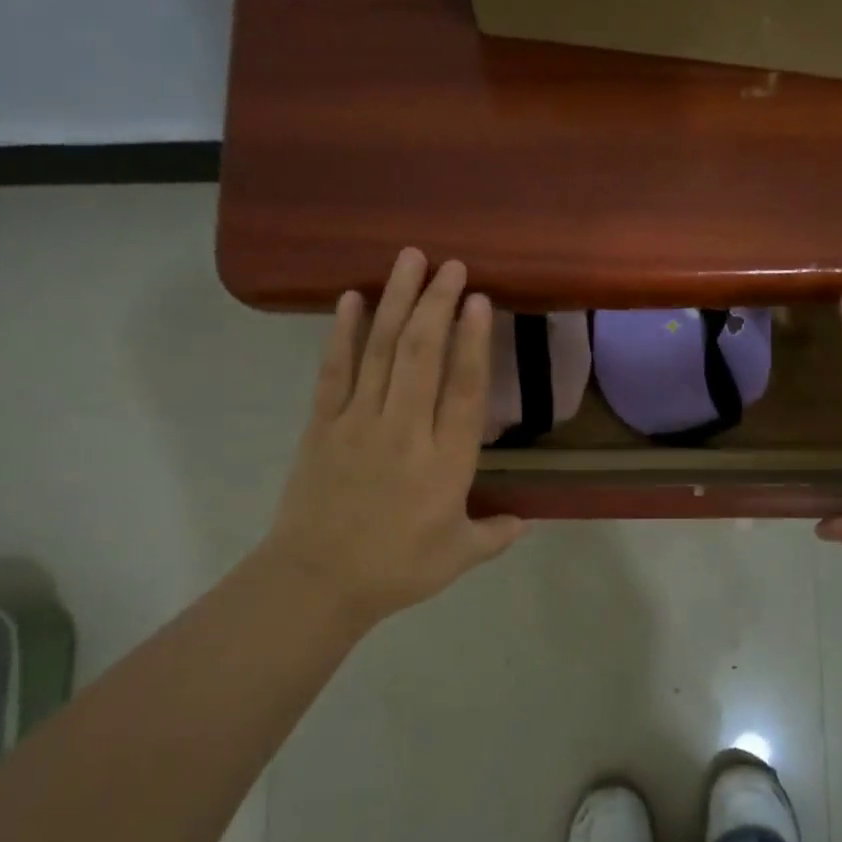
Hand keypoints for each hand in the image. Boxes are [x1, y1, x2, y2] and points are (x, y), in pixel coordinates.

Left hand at [256, 249, 523, 631]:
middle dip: (437, 303)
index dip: (473, 340)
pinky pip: (334, 370)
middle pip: (421, 354)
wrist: (316, 581)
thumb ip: (495, 533)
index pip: (463, 388)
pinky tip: (350, 298)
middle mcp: (404, 430)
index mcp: (445, 462)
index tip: (479, 299)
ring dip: (397, 301)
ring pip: (381, 350)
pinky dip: (342, 332)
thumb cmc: (395, 570)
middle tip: (450, 264)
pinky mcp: (323, 424)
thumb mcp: (459, 557)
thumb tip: (525, 521)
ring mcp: (359, 422)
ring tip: (409, 260)